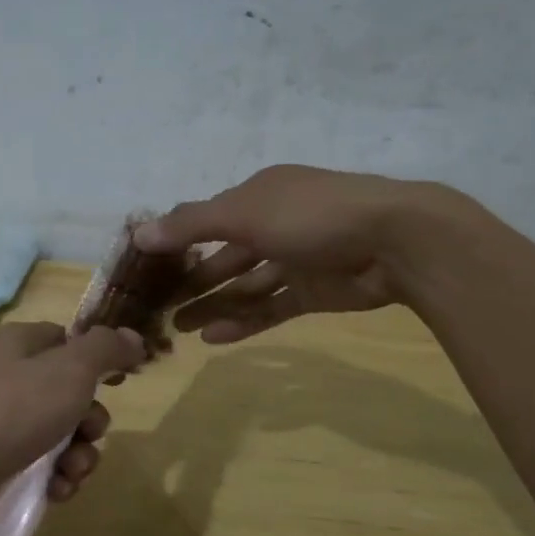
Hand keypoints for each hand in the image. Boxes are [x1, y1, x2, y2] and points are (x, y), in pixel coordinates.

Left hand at [0, 321, 146, 509]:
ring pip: (58, 435)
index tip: (121, 381)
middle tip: (90, 434)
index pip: (67, 341)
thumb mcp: (69, 370)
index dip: (97, 360)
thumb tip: (135, 338)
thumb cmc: (10, 411)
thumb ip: (106, 349)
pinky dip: (53, 480)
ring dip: (78, 456)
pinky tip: (55, 492)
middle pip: (69, 393)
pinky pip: (38, 468)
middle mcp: (7, 379)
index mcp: (20, 345)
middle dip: (91, 420)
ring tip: (71, 473)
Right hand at [136, 165, 458, 342]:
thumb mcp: (243, 214)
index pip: (207, 219)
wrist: (396, 242)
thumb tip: (139, 234)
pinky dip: (244, 321)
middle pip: (224, 256)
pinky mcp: (314, 292)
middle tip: (159, 307)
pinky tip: (215, 339)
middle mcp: (275, 224)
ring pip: (245, 285)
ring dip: (213, 305)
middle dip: (192, 281)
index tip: (146, 267)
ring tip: (179, 330)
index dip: (176, 242)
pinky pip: (271, 307)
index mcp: (258, 196)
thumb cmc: (311, 216)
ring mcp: (296, 260)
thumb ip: (191, 224)